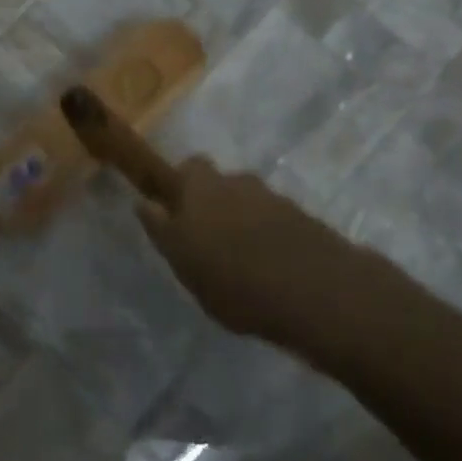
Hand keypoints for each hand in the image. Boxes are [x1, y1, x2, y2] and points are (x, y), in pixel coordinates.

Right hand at [136, 156, 373, 342]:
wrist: (317, 292)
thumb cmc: (235, 281)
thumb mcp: (184, 264)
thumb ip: (163, 232)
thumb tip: (144, 204)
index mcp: (201, 188)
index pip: (185, 168)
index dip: (180, 185)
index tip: (175, 211)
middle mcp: (237, 182)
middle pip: (219, 183)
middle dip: (211, 202)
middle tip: (206, 238)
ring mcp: (274, 199)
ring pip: (247, 201)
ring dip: (241, 220)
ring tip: (240, 259)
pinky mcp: (303, 219)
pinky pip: (273, 221)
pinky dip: (267, 235)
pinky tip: (268, 266)